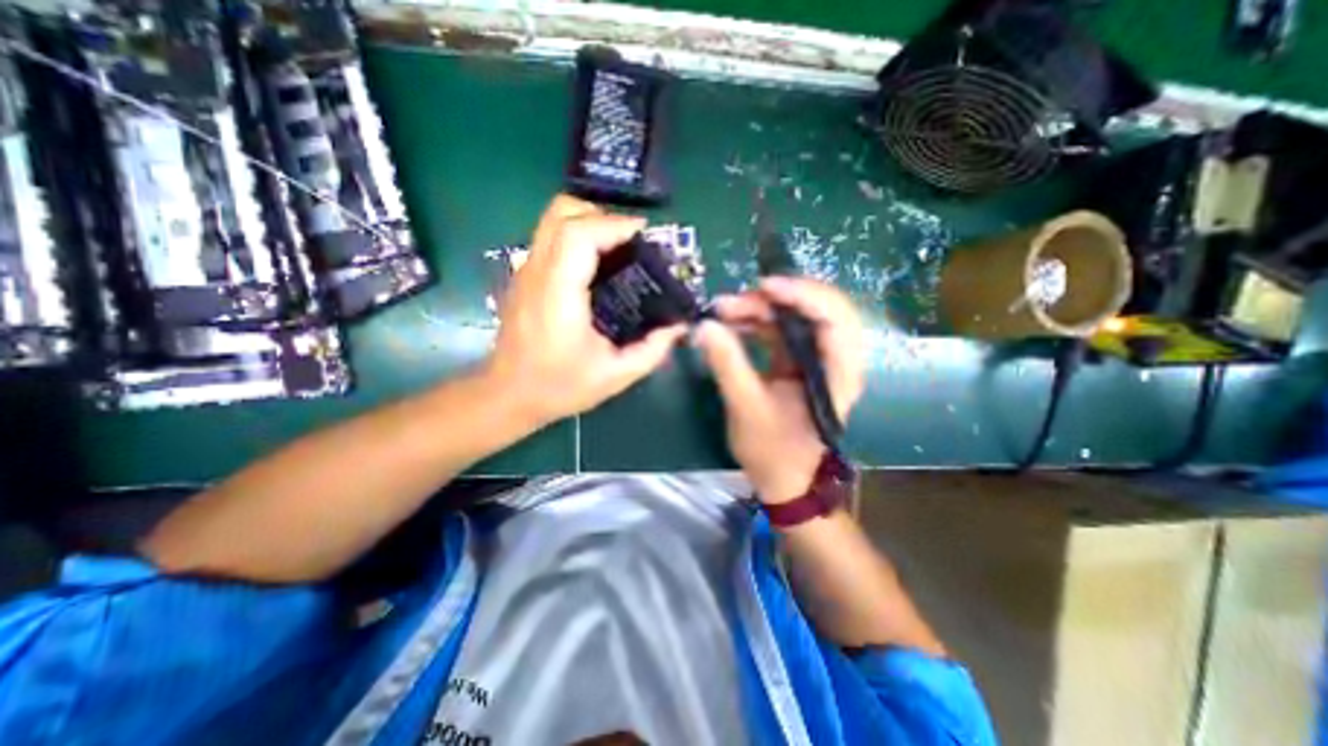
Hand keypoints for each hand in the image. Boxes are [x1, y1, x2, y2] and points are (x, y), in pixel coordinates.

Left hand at [488, 195, 683, 426]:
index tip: (644, 235)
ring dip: (588, 222)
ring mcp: (526, 272)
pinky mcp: (525, 277)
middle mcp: (537, 273)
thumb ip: (652, 350)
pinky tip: (597, 266)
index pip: (578, 234)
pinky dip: (576, 236)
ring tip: (618, 248)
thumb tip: (679, 326)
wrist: (509, 395)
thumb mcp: (615, 375)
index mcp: (558, 294)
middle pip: (562, 213)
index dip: (614, 225)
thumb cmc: (559, 387)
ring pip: (552, 220)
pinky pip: (550, 238)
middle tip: (631, 241)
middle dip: (602, 215)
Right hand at [695, 277, 873, 503]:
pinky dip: (757, 322)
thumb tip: (704, 326)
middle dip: (774, 299)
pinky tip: (732, 324)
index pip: (835, 318)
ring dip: (760, 308)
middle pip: (816, 307)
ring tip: (723, 311)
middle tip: (733, 303)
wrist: (784, 478)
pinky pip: (782, 329)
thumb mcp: (745, 407)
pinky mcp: (799, 360)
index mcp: (838, 373)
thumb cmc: (773, 451)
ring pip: (795, 315)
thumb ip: (727, 364)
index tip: (763, 288)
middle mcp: (835, 358)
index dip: (803, 294)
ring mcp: (817, 357)